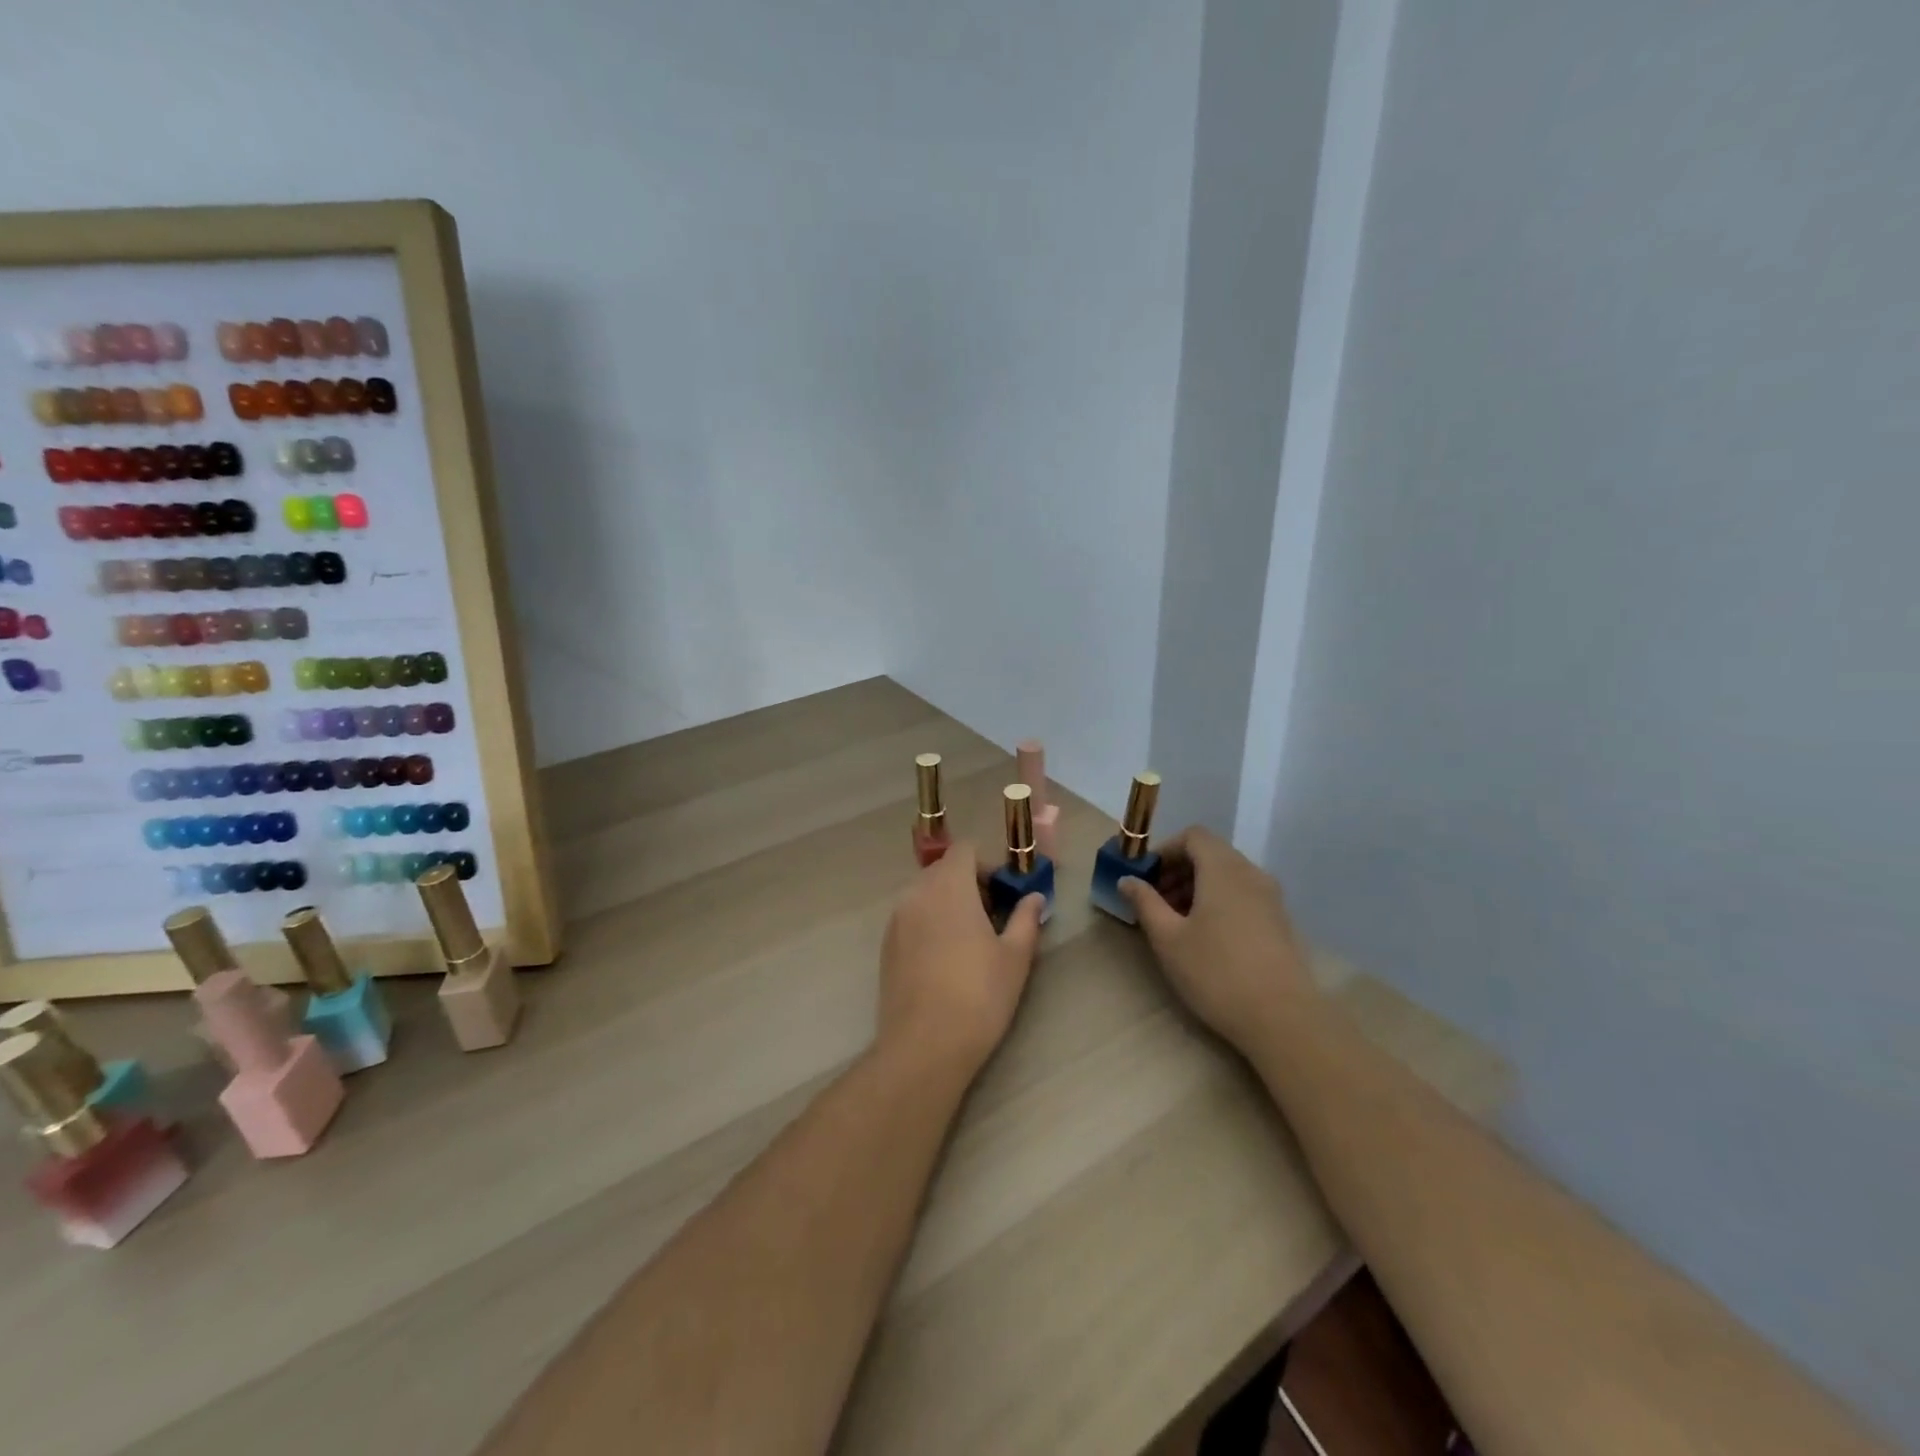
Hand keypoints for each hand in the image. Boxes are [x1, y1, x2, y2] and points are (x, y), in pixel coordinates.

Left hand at [878, 844, 1045, 1081]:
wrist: (925, 1045)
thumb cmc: (979, 995)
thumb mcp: (1015, 957)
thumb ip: (1025, 919)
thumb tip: (1034, 898)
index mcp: (949, 887)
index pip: (965, 850)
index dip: (987, 865)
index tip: (1004, 893)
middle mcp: (917, 893)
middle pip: (943, 870)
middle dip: (969, 884)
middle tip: (993, 918)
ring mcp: (896, 920)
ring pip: (925, 894)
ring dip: (948, 904)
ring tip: (970, 941)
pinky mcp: (886, 946)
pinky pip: (911, 918)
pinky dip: (930, 923)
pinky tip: (945, 960)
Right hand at [1119, 827, 1317, 1053]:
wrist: (1283, 1019)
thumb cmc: (1217, 973)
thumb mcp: (1168, 939)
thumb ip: (1145, 903)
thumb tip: (1127, 880)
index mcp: (1223, 869)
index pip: (1193, 836)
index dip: (1165, 850)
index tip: (1146, 879)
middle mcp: (1251, 874)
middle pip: (1211, 854)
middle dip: (1179, 870)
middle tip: (1156, 903)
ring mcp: (1271, 898)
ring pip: (1228, 876)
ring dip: (1198, 887)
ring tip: (1178, 923)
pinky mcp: (1281, 922)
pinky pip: (1244, 895)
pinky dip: (1220, 902)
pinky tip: (1208, 938)